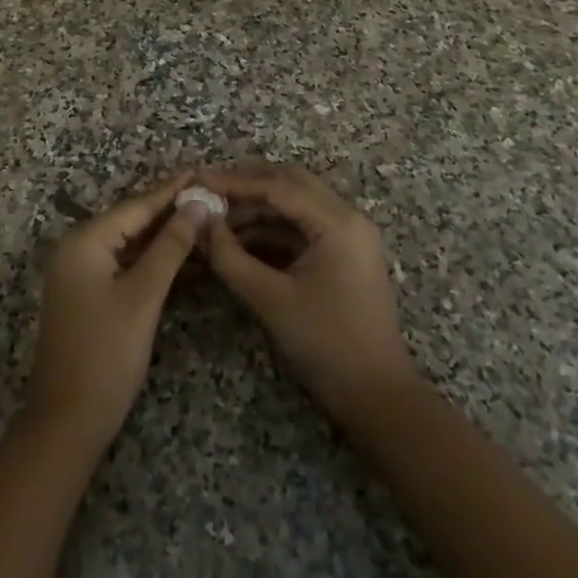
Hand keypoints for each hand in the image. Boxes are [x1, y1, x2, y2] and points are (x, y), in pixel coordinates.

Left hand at [27, 176, 213, 448]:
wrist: (68, 421)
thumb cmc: (106, 354)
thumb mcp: (143, 296)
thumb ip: (170, 247)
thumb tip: (197, 205)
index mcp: (84, 241)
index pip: (135, 207)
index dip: (170, 191)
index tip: (199, 171)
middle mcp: (77, 249)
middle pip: (131, 222)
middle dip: (169, 212)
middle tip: (208, 196)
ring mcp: (80, 274)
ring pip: (129, 245)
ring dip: (164, 238)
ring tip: (203, 221)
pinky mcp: (88, 296)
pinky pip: (124, 266)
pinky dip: (152, 262)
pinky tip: (183, 258)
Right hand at [200, 161, 418, 422]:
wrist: (378, 398)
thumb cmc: (326, 344)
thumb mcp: (270, 299)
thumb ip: (230, 257)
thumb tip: (200, 223)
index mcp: (337, 221)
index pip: (278, 185)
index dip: (235, 181)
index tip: (199, 180)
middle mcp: (346, 217)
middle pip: (290, 183)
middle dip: (247, 184)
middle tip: (208, 190)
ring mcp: (347, 236)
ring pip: (295, 204)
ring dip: (257, 208)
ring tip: (217, 220)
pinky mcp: (342, 255)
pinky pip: (301, 228)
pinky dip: (271, 229)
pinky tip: (239, 240)